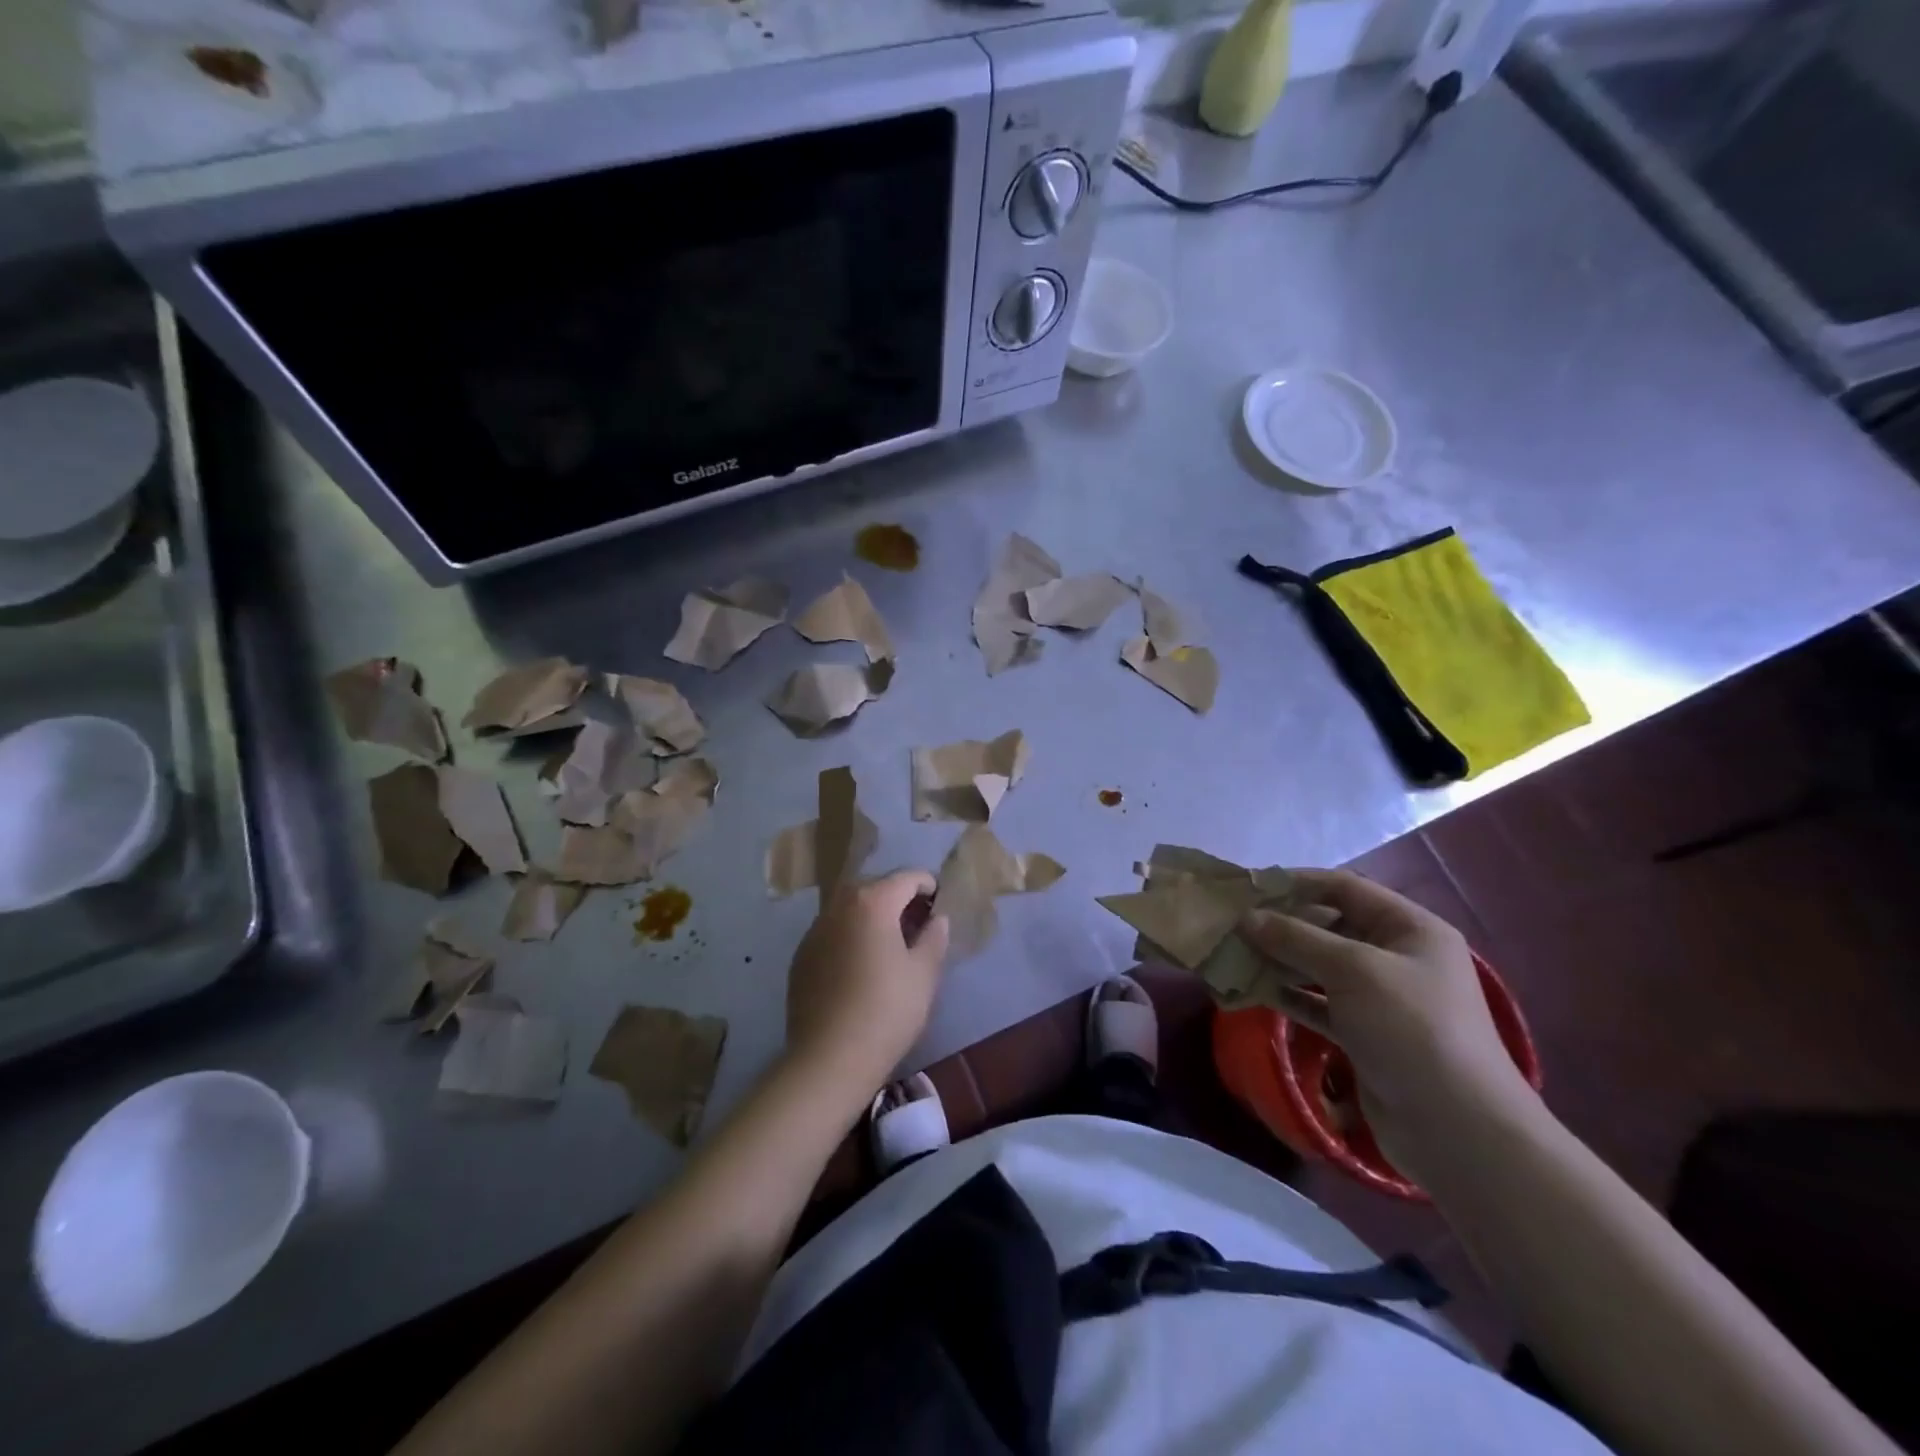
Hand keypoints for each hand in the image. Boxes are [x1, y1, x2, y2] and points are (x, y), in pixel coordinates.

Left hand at [785, 870, 951, 1094]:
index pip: (906, 878)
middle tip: (919, 921)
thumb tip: (937, 919)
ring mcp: (815, 930)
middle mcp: (839, 906)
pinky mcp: (801, 955)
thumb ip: (934, 937)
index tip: (940, 902)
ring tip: (890, 941)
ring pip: (849, 908)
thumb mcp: (924, 974)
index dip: (928, 885)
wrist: (829, 1058)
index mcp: (872, 903)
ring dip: (872, 914)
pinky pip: (832, 931)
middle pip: (874, 887)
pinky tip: (861, 964)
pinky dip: (850, 934)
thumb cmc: (886, 1011)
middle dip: (898, 896)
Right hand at [1240, 869, 1534, 1173]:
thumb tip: (1247, 917)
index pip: (1345, 888)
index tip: (1249, 886)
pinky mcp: (1364, 1034)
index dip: (1296, 883)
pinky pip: (1318, 1002)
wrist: (1457, 1129)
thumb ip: (1297, 938)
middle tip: (1233, 924)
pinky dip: (1288, 995)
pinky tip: (1253, 991)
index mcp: (1409, 928)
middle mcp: (1396, 957)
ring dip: (1279, 960)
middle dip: (1282, 924)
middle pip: (1329, 926)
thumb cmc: (1411, 1028)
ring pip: (1319, 966)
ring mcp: (1381, 998)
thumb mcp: (1353, 970)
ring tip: (1234, 956)